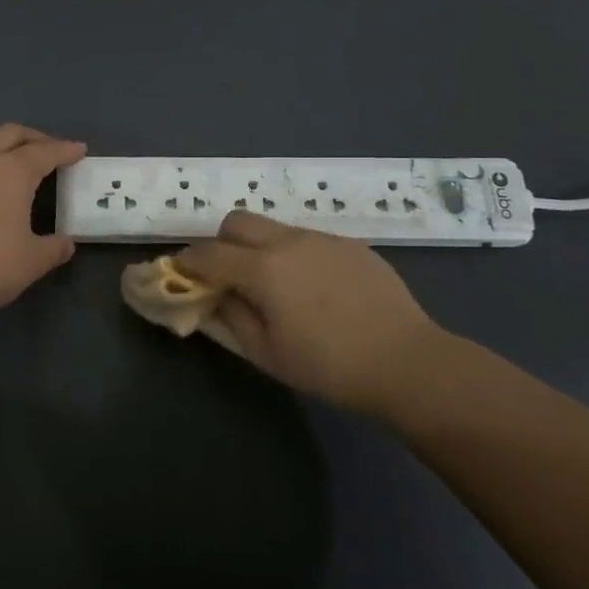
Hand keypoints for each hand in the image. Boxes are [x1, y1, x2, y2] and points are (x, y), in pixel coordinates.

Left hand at [0, 125, 86, 326]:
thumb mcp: (32, 262)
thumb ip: (54, 248)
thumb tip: (66, 243)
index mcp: (13, 171)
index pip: (46, 152)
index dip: (65, 149)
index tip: (78, 149)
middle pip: (10, 133)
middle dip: (33, 137)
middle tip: (47, 149)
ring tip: (1, 150)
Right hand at [173, 211, 447, 411]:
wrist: (407, 362)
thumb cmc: (329, 366)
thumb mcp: (266, 353)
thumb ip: (230, 318)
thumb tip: (211, 296)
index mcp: (262, 269)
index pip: (208, 253)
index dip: (187, 262)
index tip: (181, 273)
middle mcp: (288, 241)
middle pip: (236, 222)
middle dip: (221, 243)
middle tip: (228, 276)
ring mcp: (322, 238)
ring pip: (273, 227)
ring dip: (259, 247)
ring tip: (276, 285)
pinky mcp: (350, 244)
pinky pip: (307, 239)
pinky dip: (294, 254)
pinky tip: (315, 289)